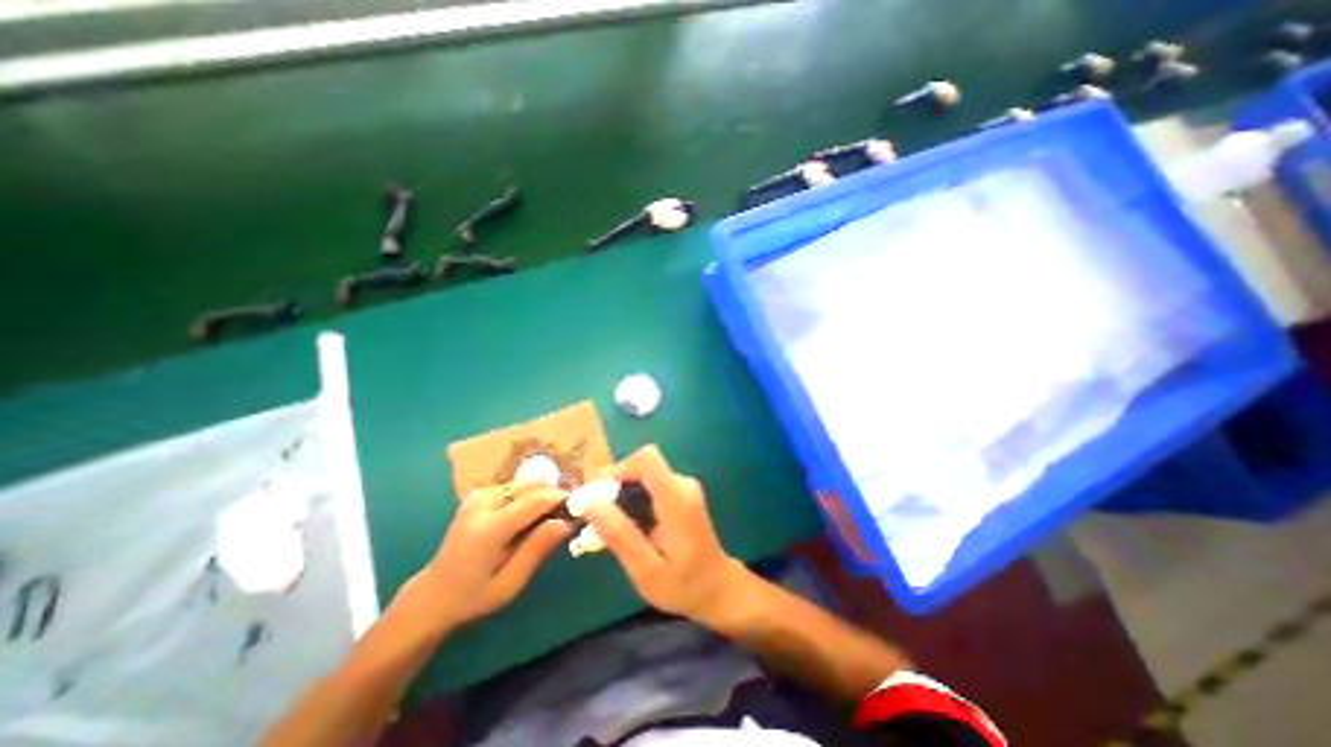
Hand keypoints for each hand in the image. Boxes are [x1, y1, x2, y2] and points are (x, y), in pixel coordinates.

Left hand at [407, 485, 570, 629]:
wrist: (433, 594)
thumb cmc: (474, 596)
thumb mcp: (510, 583)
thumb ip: (537, 549)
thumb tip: (566, 522)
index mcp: (489, 528)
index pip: (536, 499)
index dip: (561, 499)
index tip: (577, 510)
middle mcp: (482, 504)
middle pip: (531, 485)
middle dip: (553, 495)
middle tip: (563, 516)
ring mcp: (478, 496)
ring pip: (525, 483)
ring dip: (541, 496)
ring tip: (545, 521)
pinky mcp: (478, 494)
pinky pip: (515, 487)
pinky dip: (528, 497)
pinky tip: (527, 518)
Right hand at [583, 443, 745, 624]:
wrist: (717, 587)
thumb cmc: (683, 584)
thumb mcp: (646, 569)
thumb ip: (619, 535)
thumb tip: (590, 503)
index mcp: (677, 499)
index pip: (647, 459)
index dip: (619, 468)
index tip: (597, 492)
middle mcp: (682, 484)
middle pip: (641, 465)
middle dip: (615, 484)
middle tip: (596, 515)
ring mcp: (683, 486)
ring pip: (643, 474)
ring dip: (622, 493)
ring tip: (609, 524)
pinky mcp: (680, 492)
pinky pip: (650, 483)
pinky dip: (633, 497)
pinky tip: (627, 524)